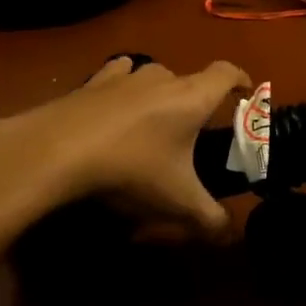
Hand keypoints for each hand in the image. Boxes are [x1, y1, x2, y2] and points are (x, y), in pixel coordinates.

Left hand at [0, 55, 250, 237]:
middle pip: (188, 78)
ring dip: (158, 91)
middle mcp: (161, 78)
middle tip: (192, 129)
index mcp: (191, 98)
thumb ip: (209, 218)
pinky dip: (122, 87)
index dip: (240, 79)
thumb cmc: (132, 168)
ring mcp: (123, 76)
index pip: (225, 73)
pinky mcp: (90, 83)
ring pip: (151, 74)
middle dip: (196, 98)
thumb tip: (229, 233)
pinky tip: (112, 106)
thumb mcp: (178, 201)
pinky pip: (116, 76)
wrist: (59, 150)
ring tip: (153, 118)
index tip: (246, 92)